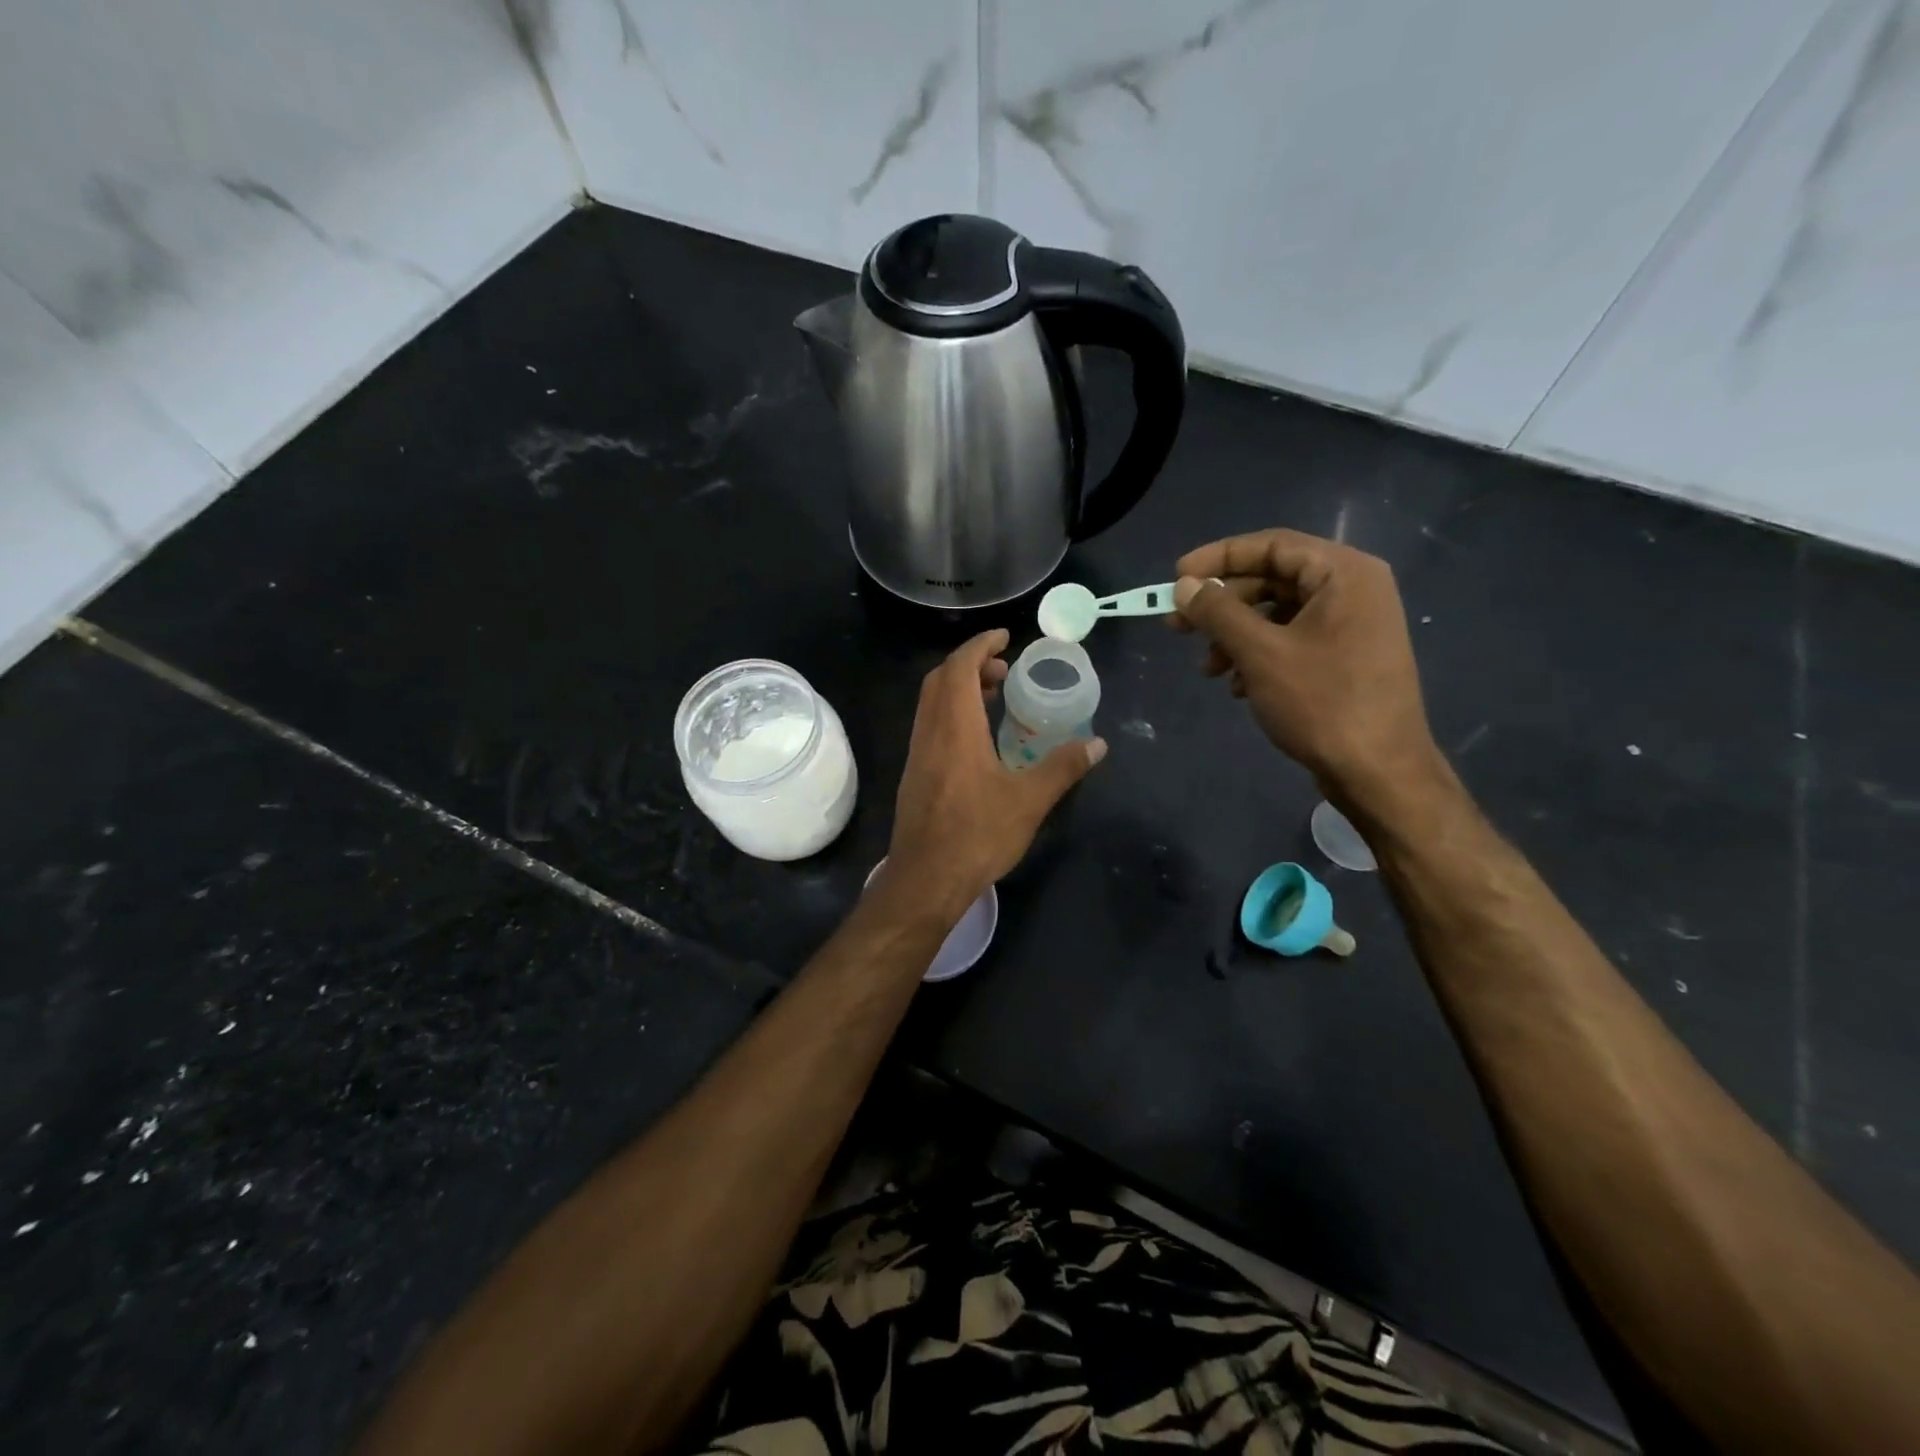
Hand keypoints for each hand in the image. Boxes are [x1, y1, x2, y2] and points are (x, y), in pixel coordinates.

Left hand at [886, 629, 1105, 911]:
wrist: (925, 879)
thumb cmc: (977, 835)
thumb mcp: (1029, 801)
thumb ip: (1062, 767)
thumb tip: (1097, 744)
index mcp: (955, 727)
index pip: (960, 667)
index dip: (981, 645)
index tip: (1005, 637)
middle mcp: (930, 732)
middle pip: (941, 679)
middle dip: (971, 663)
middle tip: (1005, 668)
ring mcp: (917, 754)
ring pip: (932, 703)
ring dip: (959, 688)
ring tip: (995, 697)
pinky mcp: (914, 775)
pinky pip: (930, 725)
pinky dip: (952, 713)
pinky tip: (977, 738)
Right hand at [1171, 529, 1443, 813]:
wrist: (1379, 772)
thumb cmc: (1322, 703)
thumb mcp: (1260, 653)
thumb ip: (1218, 612)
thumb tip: (1184, 586)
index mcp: (1344, 573)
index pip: (1271, 545)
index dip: (1218, 558)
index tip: (1176, 578)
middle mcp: (1353, 589)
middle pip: (1272, 580)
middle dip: (1222, 605)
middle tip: (1177, 625)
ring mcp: (1352, 625)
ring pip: (1278, 614)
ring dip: (1235, 636)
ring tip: (1207, 668)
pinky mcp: (1346, 658)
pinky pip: (1292, 640)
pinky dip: (1258, 656)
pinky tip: (1237, 686)